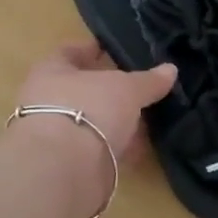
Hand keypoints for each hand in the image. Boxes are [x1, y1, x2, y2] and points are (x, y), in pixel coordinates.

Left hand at [13, 43, 176, 159]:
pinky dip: (118, 148)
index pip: (70, 52)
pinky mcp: (69, 164)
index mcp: (51, 72)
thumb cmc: (89, 109)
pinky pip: (99, 149)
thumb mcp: (126, 88)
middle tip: (138, 87)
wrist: (65, 168)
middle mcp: (47, 101)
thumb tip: (170, 70)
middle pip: (82, 89)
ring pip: (92, 121)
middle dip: (109, 90)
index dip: (91, 49)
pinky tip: (140, 148)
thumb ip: (148, 80)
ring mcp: (57, 135)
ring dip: (115, 122)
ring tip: (146, 119)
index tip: (112, 48)